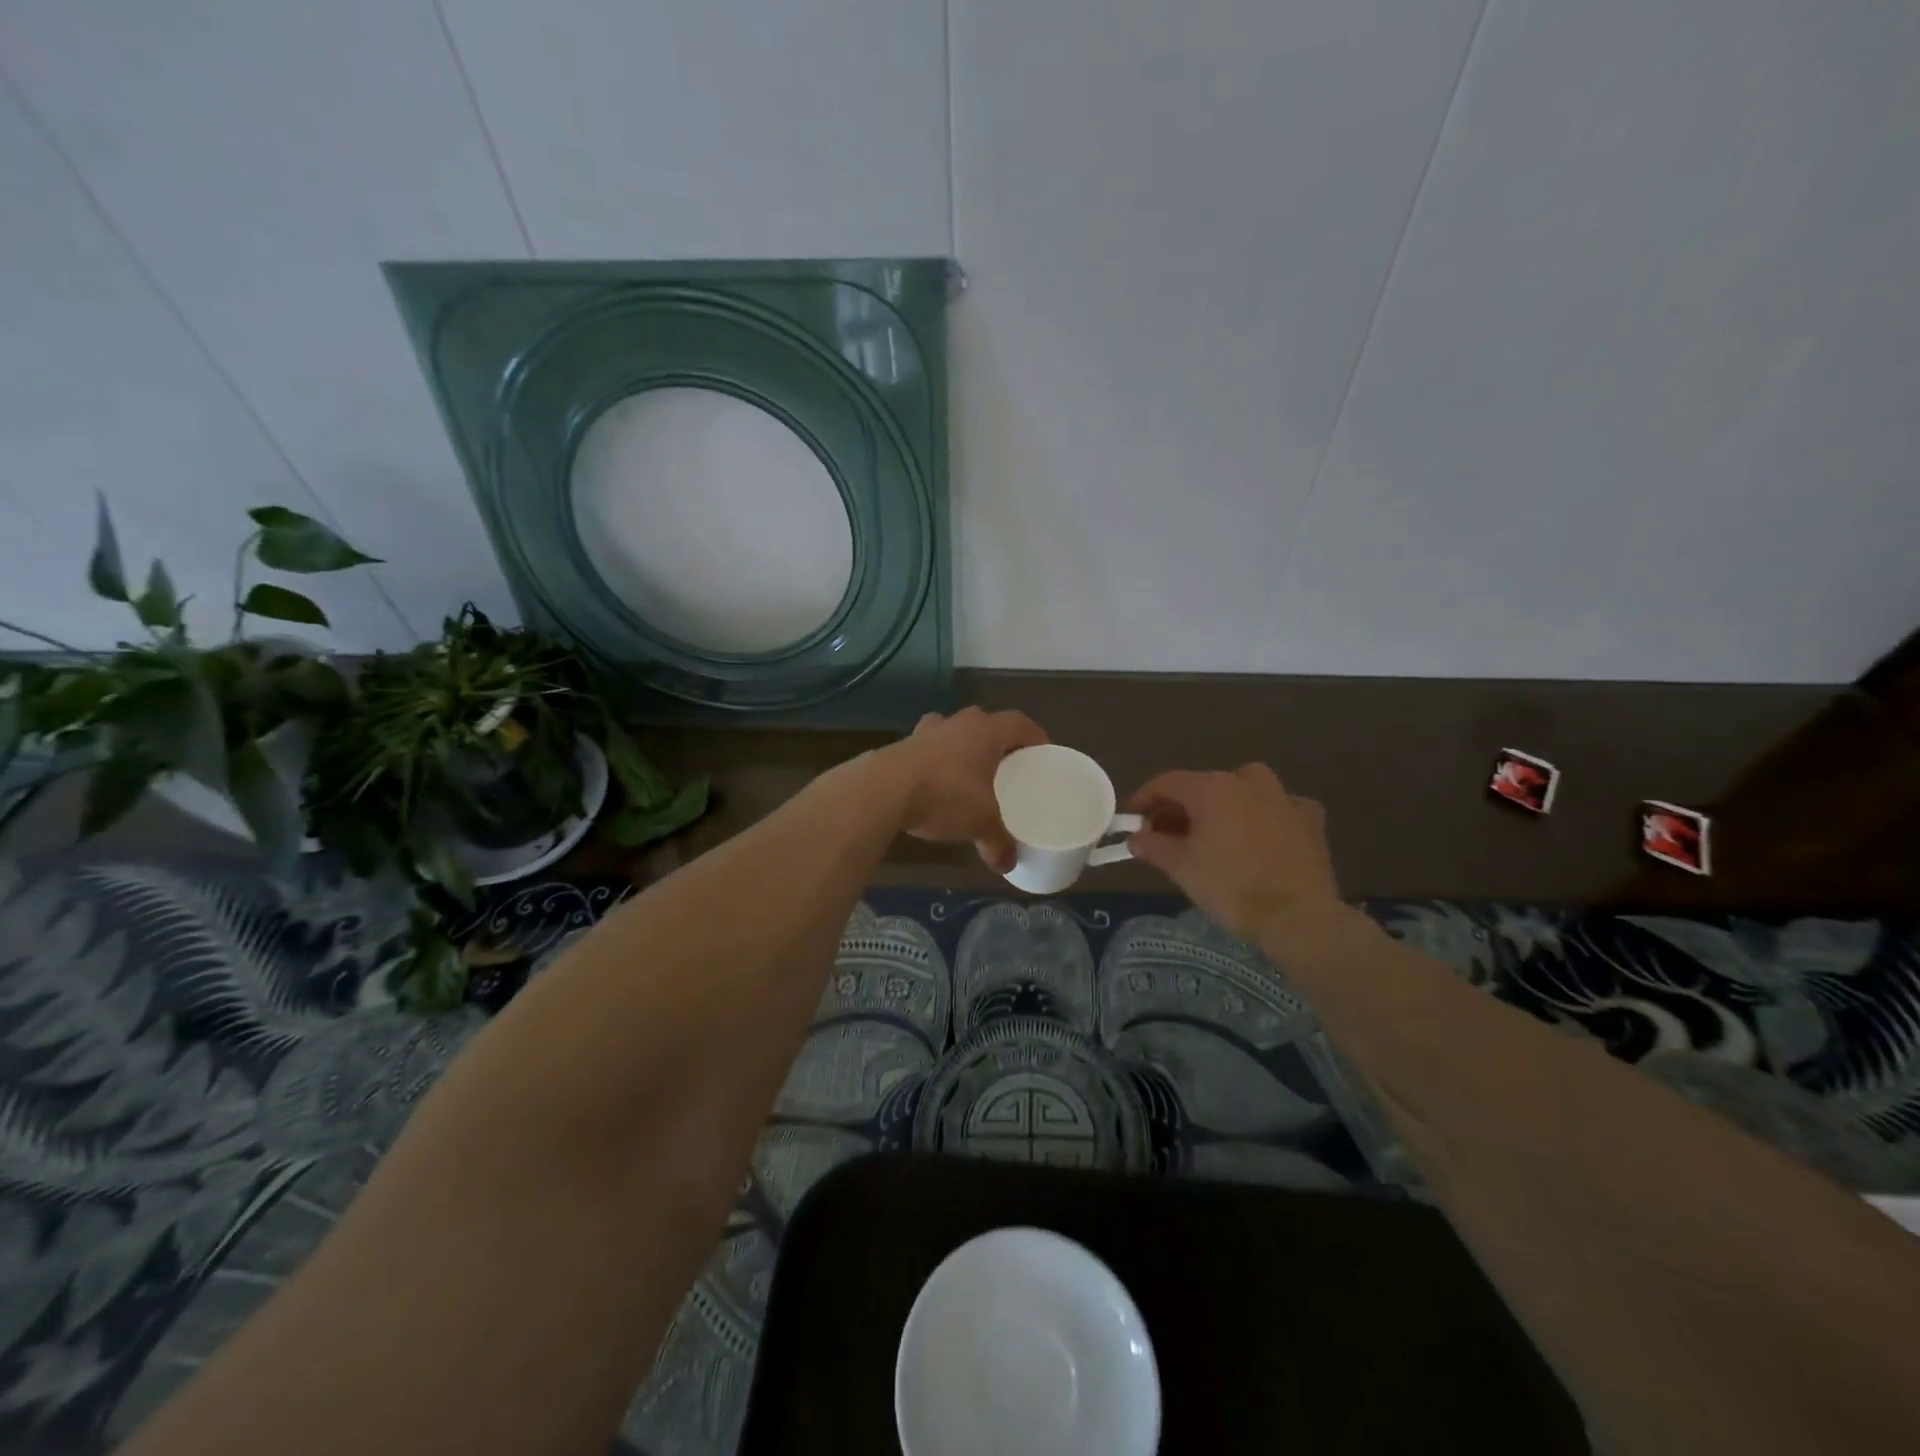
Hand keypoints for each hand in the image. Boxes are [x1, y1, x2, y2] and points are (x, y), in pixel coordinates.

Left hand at [884, 707, 1046, 872]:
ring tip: (969, 777)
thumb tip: (1008, 865)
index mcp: (986, 730)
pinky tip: (937, 788)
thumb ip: (998, 842)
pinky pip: (928, 750)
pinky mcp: (901, 746)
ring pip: (953, 734)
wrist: (883, 791)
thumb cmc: (945, 795)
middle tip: (1006, 768)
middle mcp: (957, 722)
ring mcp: (926, 732)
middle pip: (985, 725)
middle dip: (997, 744)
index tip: (1041, 754)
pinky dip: (937, 764)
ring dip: (962, 750)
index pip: (1020, 723)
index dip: (1034, 737)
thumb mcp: (980, 823)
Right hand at [1125, 764, 1339, 941]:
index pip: (1167, 783)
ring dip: (1223, 807)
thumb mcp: (1181, 868)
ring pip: (1242, 791)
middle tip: (1168, 834)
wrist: (1297, 916)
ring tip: (1214, 835)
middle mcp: (1247, 781)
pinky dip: (1264, 817)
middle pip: (1203, 786)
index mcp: (1211, 788)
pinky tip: (1261, 837)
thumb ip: (1153, 846)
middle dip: (1182, 808)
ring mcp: (1283, 796)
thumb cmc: (1231, 887)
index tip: (1133, 819)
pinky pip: (1278, 808)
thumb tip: (1136, 838)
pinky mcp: (1310, 817)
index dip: (1145, 799)